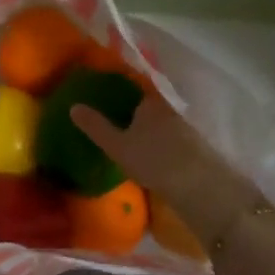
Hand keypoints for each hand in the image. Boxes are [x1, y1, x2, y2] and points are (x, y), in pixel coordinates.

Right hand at [71, 93, 259, 248]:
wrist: (200, 187)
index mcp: (149, 102)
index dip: (119, 89)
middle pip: (146, 105)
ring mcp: (184, 128)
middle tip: (114, 117)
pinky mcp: (194, 148)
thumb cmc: (154, 160)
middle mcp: (168, 109)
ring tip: (129, 138)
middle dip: (133, 110)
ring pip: (159, 122)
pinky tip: (151, 154)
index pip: (132, 87)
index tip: (105, 94)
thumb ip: (96, 126)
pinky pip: (169, 138)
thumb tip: (73, 106)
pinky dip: (159, 142)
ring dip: (147, 128)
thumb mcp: (118, 146)